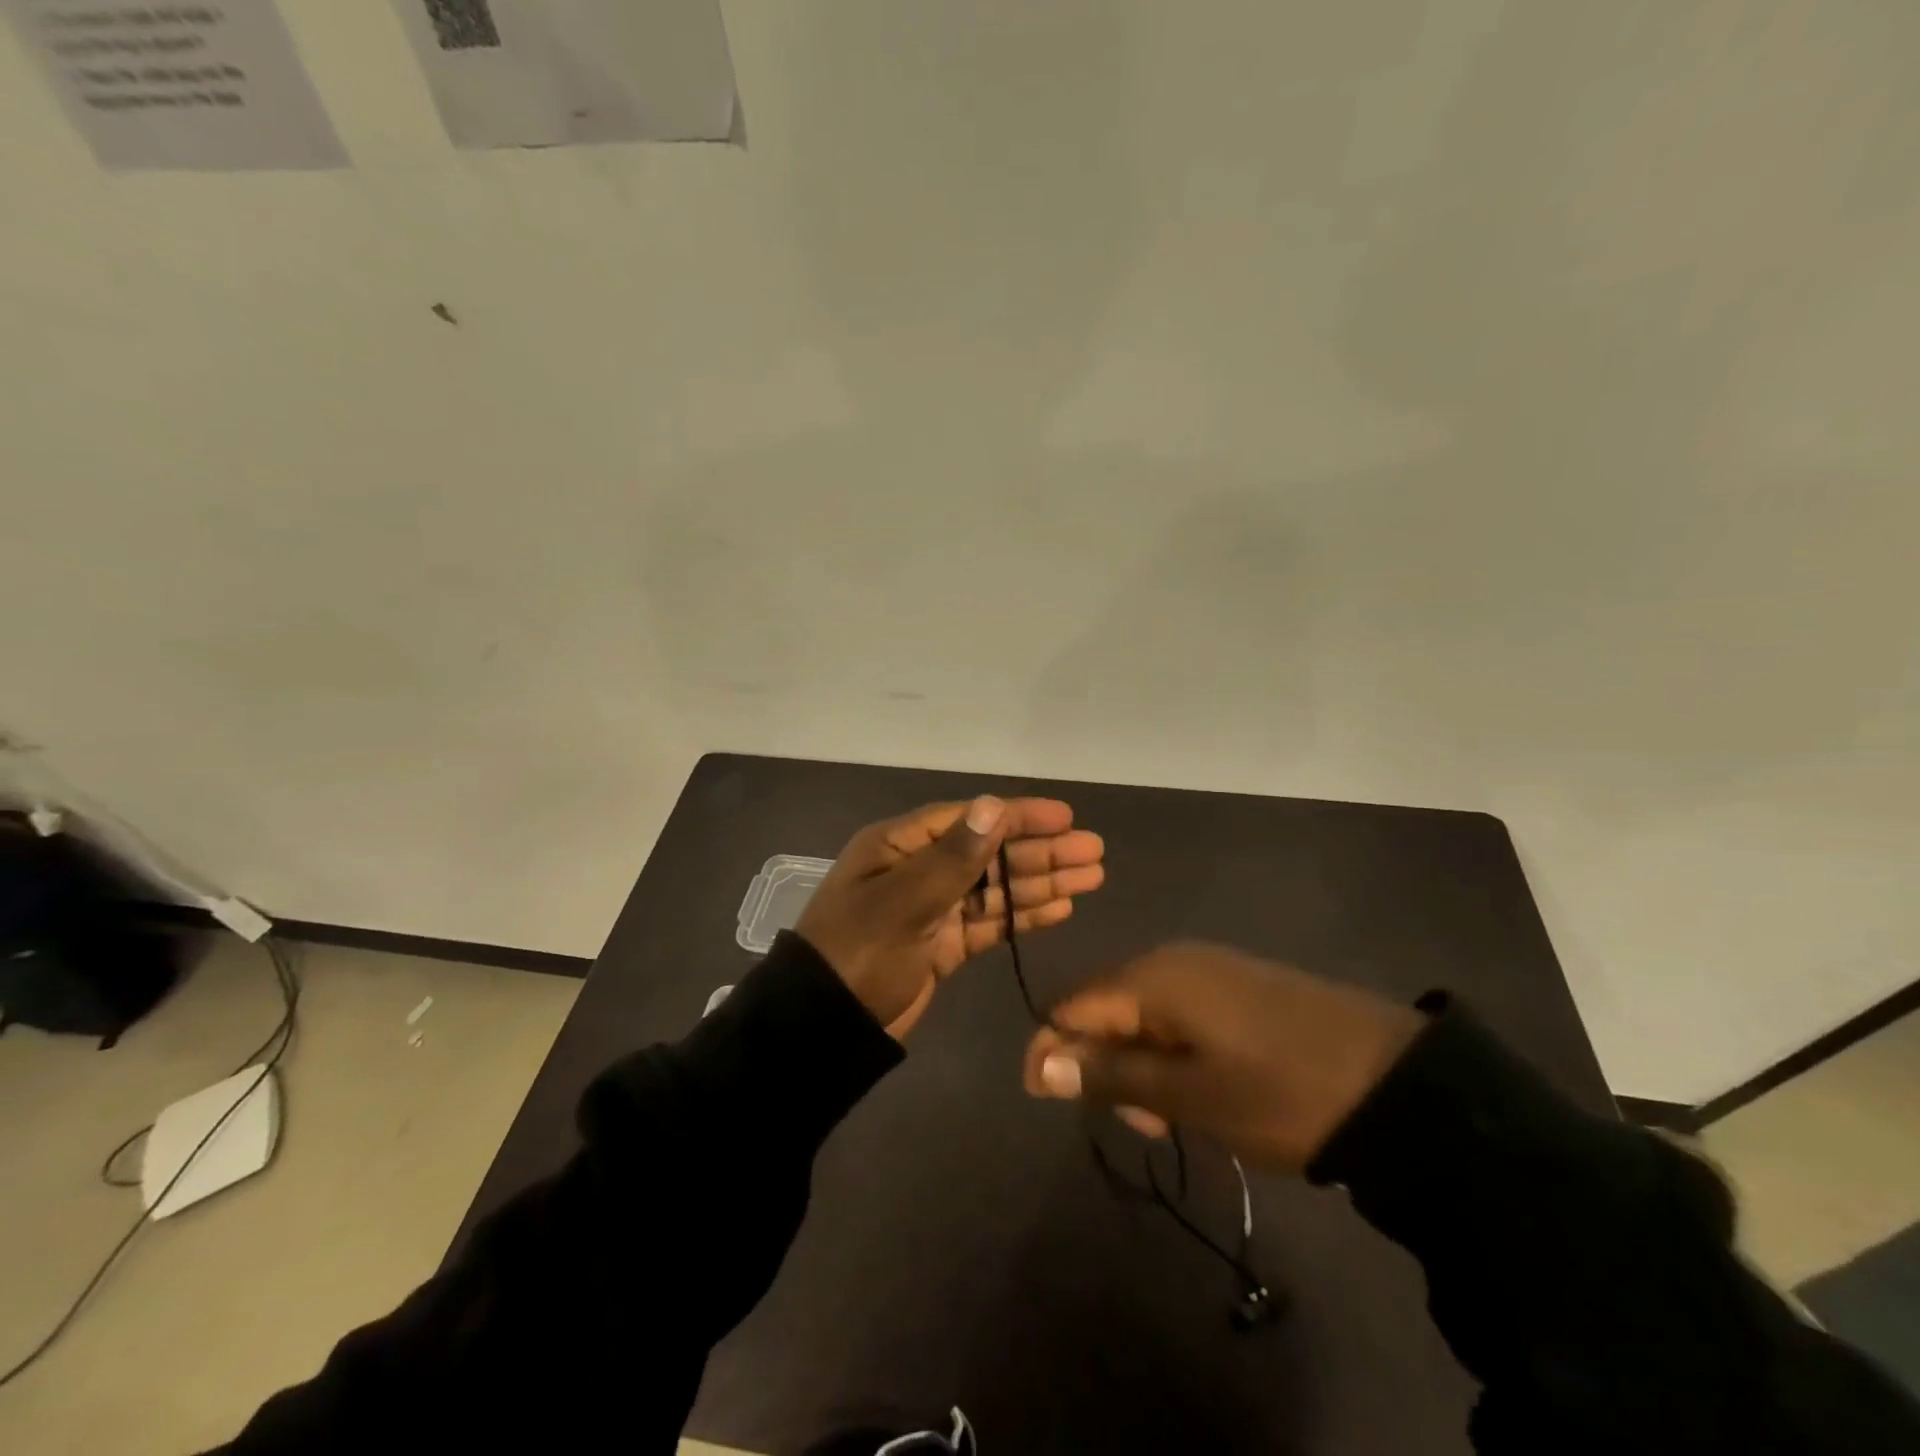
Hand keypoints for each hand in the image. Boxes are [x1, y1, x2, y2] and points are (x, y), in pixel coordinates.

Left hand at [796, 796, 1104, 1038]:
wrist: (824, 1026)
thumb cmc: (858, 952)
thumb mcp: (903, 902)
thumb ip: (953, 858)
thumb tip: (993, 805)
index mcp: (900, 845)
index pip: (970, 820)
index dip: (1019, 816)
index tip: (1066, 818)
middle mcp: (919, 869)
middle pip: (990, 853)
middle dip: (1041, 852)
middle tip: (1094, 852)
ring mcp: (932, 908)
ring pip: (996, 888)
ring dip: (1041, 882)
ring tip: (1090, 877)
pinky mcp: (943, 945)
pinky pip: (990, 922)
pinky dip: (1023, 915)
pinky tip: (1060, 908)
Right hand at [1021, 943, 1423, 1172]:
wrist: (1397, 1083)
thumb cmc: (1281, 1092)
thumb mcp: (1190, 1096)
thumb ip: (1110, 1075)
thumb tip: (1041, 1062)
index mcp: (1153, 977)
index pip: (1071, 1006)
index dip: (1051, 1050)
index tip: (1043, 1100)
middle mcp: (1172, 960)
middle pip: (1106, 1009)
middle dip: (1104, 1065)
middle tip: (1144, 1123)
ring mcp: (1209, 970)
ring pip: (1144, 1017)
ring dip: (1141, 1067)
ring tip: (1177, 1117)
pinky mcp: (1238, 986)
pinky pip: (1180, 1015)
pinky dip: (1173, 1055)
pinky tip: (1202, 1089)